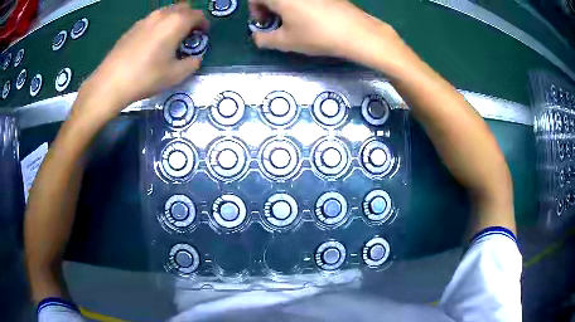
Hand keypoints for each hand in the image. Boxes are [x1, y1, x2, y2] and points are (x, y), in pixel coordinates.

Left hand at [78, 3, 208, 120]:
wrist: (111, 82)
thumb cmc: (146, 77)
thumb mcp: (175, 75)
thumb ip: (192, 63)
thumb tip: (195, 58)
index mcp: (176, 22)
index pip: (198, 15)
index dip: (204, 24)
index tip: (202, 35)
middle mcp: (162, 15)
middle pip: (183, 7)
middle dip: (190, 18)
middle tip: (188, 34)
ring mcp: (146, 19)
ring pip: (167, 11)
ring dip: (174, 20)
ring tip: (170, 38)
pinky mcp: (133, 27)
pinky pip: (153, 19)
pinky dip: (159, 25)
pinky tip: (153, 42)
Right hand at [249, 0, 404, 66]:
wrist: (355, 32)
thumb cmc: (316, 35)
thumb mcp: (286, 42)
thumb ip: (264, 39)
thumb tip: (257, 37)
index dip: (255, 10)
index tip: (264, 22)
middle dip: (268, 7)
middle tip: (275, 22)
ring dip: (283, 5)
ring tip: (292, 20)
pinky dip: (298, 3)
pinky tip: (309, 16)